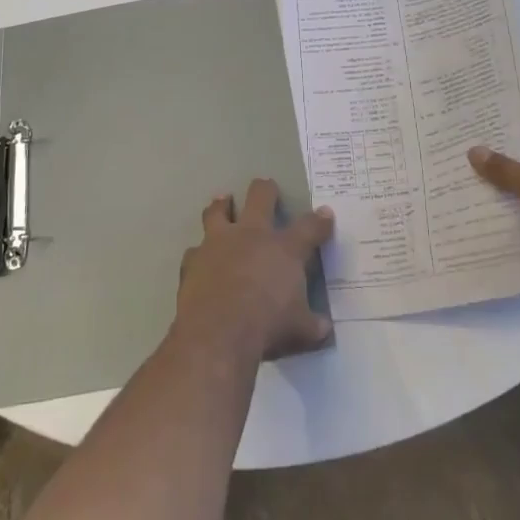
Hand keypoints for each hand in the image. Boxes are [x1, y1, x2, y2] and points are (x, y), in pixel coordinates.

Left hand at [176, 179, 333, 362]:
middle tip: (267, 186)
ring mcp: (219, 243)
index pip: (309, 227)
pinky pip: (195, 251)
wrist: (217, 332)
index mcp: (284, 248)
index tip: (326, 214)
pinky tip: (199, 258)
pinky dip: (199, 254)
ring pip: (219, 211)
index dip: (319, 220)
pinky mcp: (194, 260)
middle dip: (266, 190)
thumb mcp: (300, 330)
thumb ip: (313, 325)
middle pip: (260, 197)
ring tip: (223, 200)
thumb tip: (324, 328)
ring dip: (222, 205)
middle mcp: (251, 235)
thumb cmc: (267, 327)